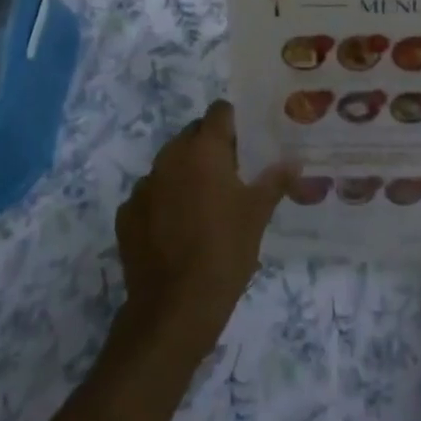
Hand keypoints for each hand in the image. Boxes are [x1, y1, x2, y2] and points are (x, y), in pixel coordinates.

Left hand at [115, 100, 294, 351]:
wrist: (174, 309)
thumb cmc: (225, 252)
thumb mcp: (258, 214)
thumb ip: (275, 180)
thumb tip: (294, 162)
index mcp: (203, 149)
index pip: (219, 111)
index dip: (234, 123)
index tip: (247, 144)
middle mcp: (169, 157)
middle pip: (193, 135)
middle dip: (211, 148)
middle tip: (231, 176)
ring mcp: (143, 185)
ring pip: (170, 164)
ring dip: (186, 174)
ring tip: (204, 205)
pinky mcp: (126, 214)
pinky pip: (150, 195)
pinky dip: (163, 202)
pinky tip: (176, 230)